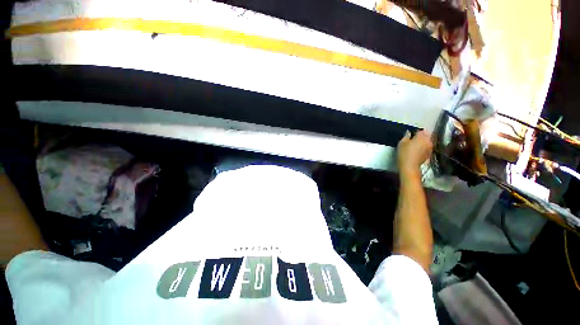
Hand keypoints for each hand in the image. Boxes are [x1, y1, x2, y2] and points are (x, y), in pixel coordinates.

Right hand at [397, 130, 432, 175]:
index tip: (410, 135)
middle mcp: (428, 140)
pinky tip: (418, 150)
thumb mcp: (402, 143)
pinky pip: (427, 147)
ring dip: (423, 142)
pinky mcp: (430, 153)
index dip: (415, 132)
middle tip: (413, 139)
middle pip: (426, 135)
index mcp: (421, 136)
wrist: (410, 166)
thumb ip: (406, 136)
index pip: (420, 130)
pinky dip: (424, 147)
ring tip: (416, 145)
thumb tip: (409, 133)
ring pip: (428, 141)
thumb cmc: (404, 153)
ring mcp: (430, 147)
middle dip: (421, 136)